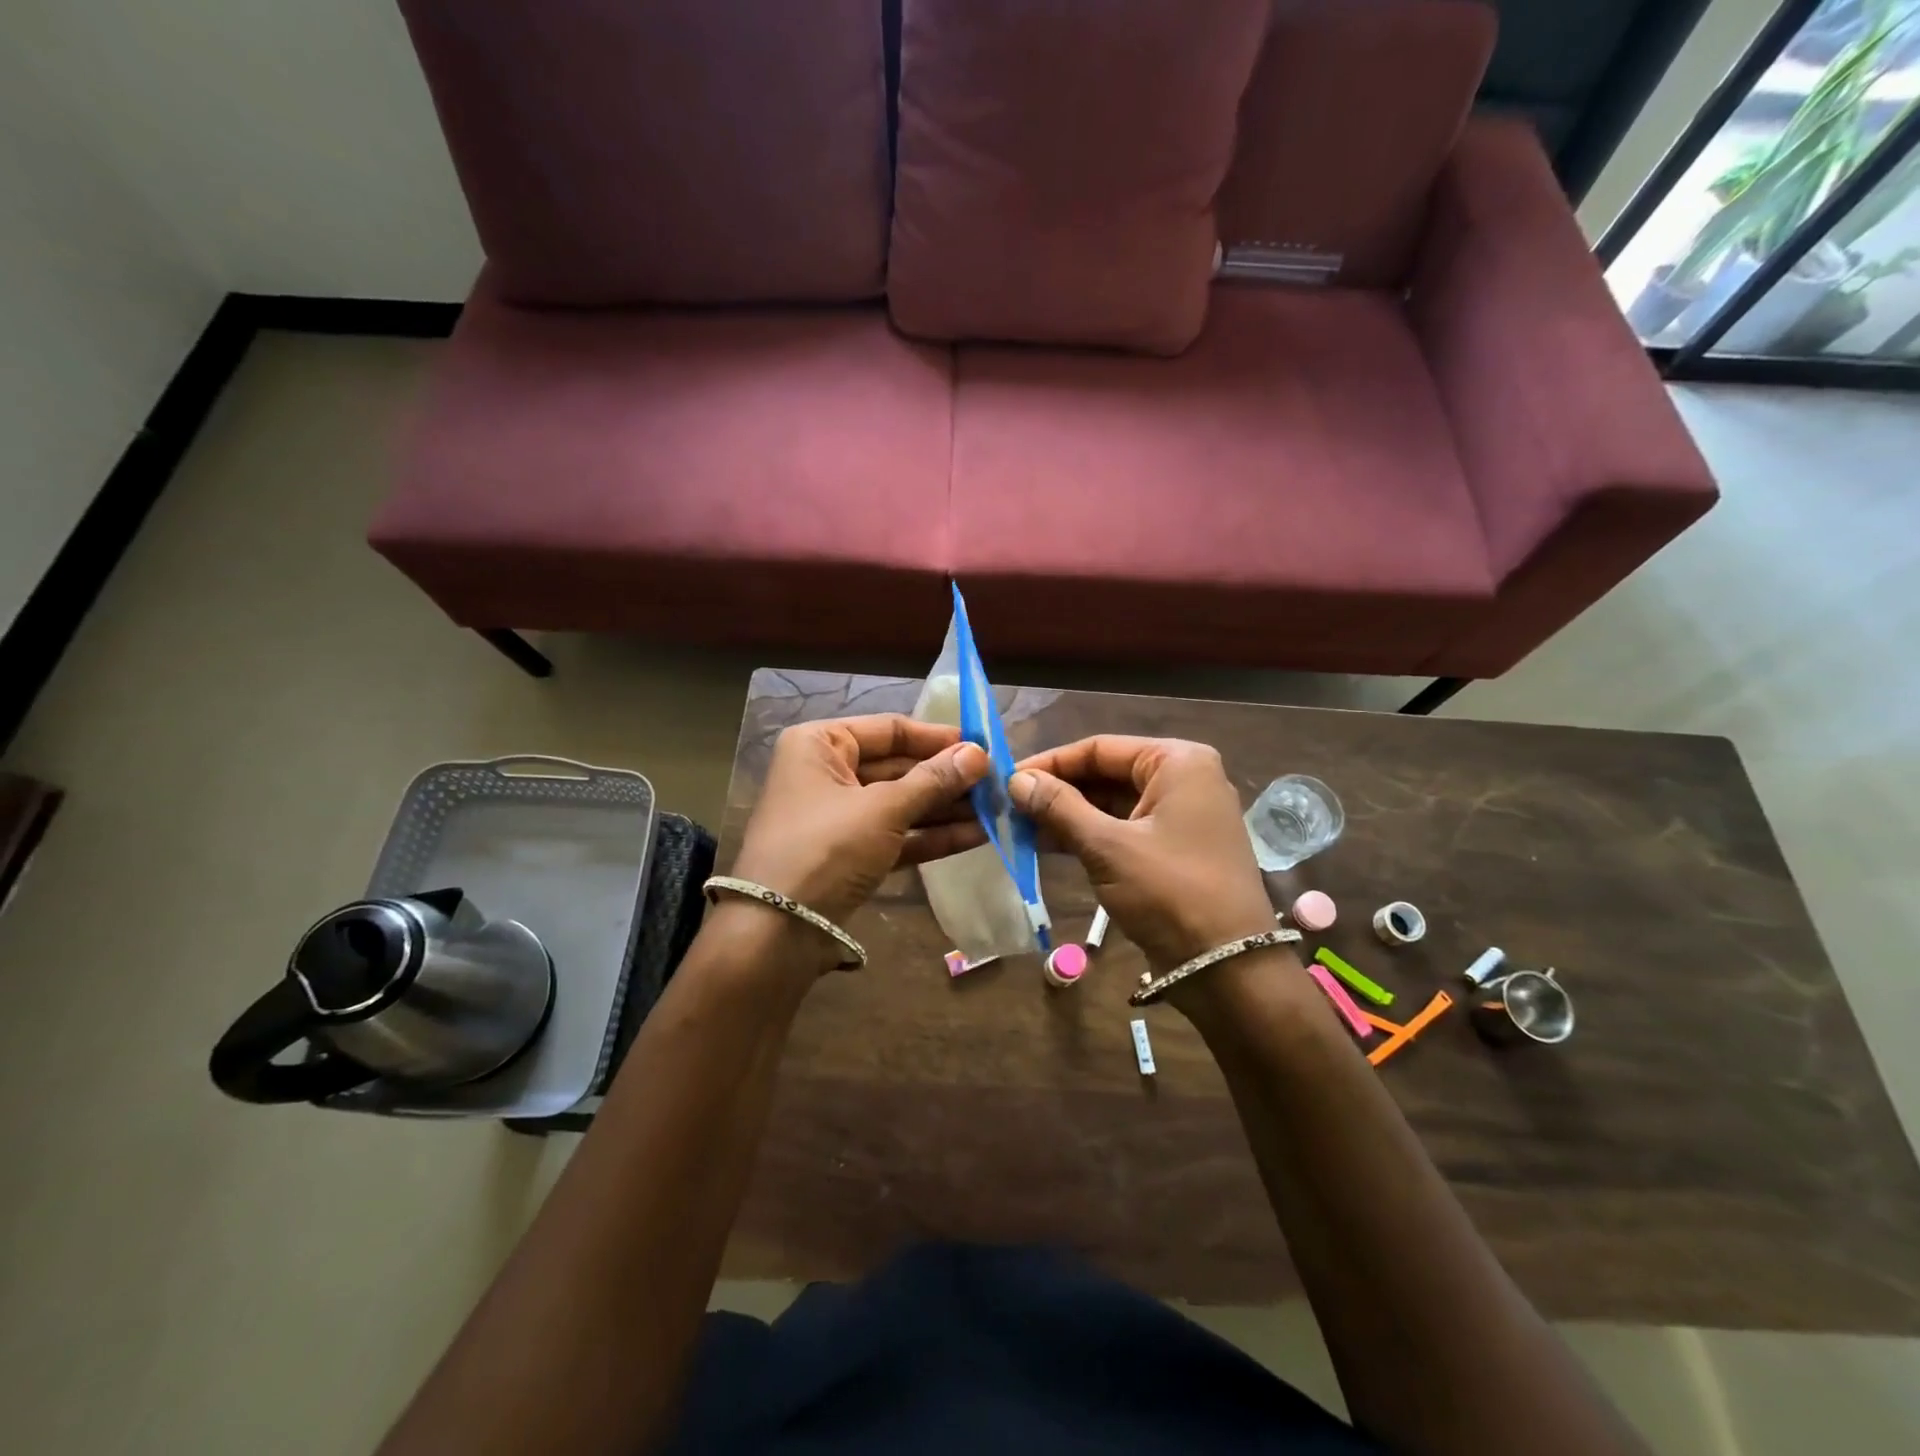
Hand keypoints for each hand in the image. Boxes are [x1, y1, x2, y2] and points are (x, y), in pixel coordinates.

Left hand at [732, 715, 989, 936]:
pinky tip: (977, 835)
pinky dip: (931, 835)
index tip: (983, 746)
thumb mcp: (883, 809)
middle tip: (996, 782)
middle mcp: (827, 773)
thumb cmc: (826, 848)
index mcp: (820, 744)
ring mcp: (839, 816)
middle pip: (898, 767)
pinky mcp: (851, 854)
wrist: (778, 931)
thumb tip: (979, 754)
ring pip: (901, 803)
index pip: (889, 729)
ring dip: (946, 808)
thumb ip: (933, 781)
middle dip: (947, 777)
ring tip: (996, 809)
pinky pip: (897, 835)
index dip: (938, 738)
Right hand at [1010, 737, 1277, 973]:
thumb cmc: (1170, 892)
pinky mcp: (1174, 848)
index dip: (1051, 763)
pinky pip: (1123, 829)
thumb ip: (1059, 807)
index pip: (1100, 748)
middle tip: (1009, 805)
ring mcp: (1182, 815)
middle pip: (1107, 774)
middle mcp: (1184, 779)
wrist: (1228, 968)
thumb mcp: (1108, 846)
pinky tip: (1047, 844)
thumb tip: (1015, 780)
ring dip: (1068, 815)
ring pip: (1112, 803)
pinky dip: (1088, 835)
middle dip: (1057, 791)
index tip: (1008, 779)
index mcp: (1178, 762)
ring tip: (1019, 826)